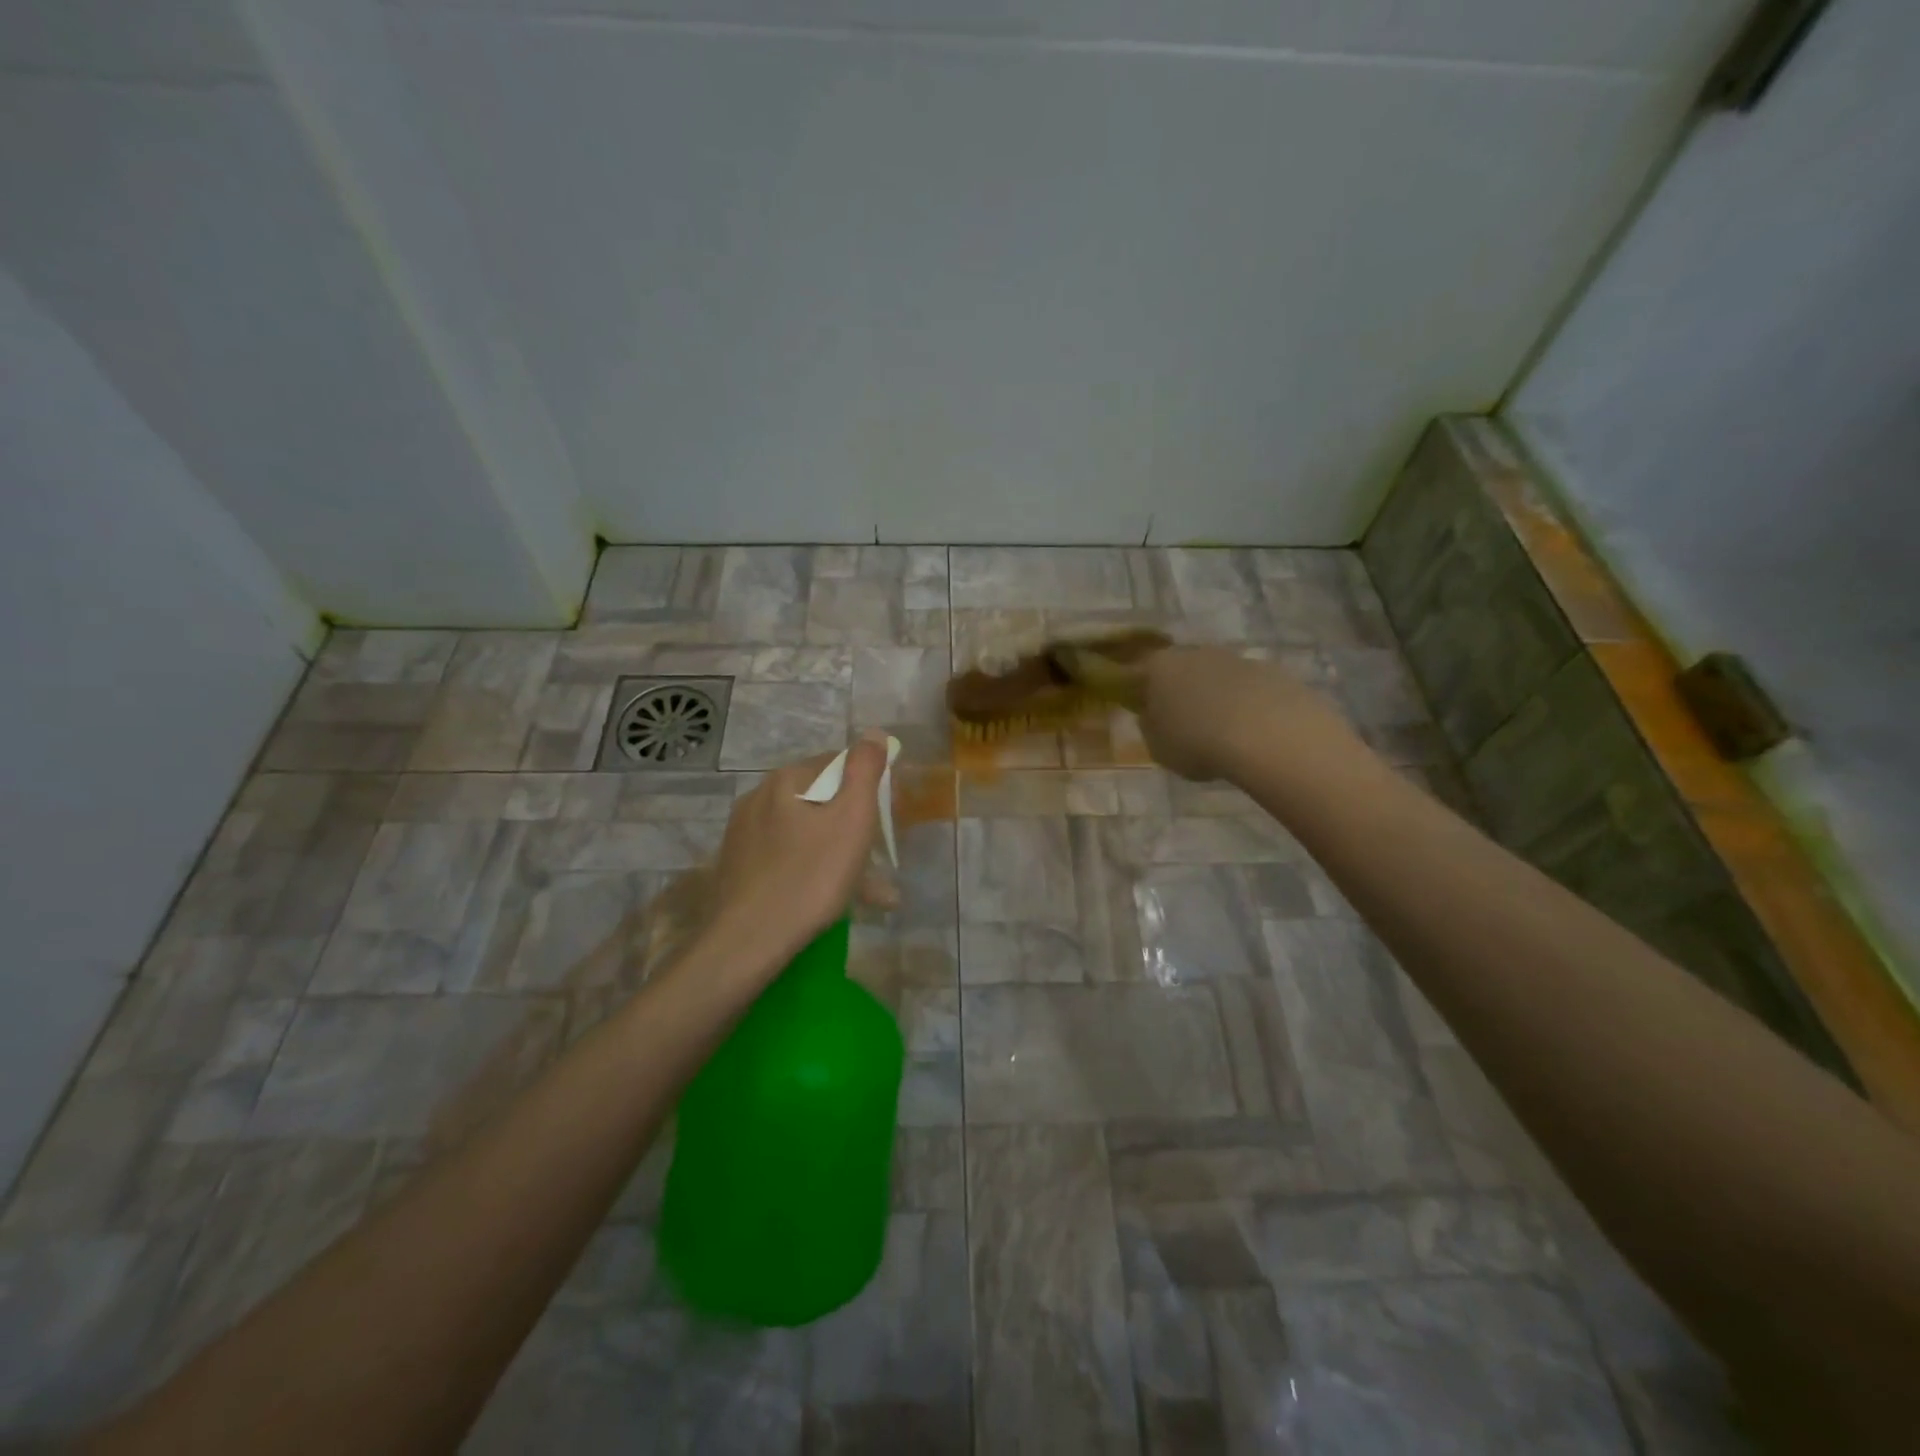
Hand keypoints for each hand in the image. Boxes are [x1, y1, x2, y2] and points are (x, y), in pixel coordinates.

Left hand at [703, 731, 889, 974]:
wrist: (748, 941)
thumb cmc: (810, 876)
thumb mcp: (852, 819)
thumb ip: (865, 770)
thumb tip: (874, 733)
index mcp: (786, 780)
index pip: (838, 764)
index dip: (868, 786)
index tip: (887, 818)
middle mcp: (759, 797)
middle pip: (820, 799)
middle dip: (854, 824)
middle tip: (879, 856)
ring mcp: (743, 834)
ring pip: (804, 833)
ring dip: (838, 852)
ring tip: (870, 891)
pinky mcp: (738, 867)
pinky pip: (786, 858)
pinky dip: (812, 870)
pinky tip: (830, 900)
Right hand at [1115, 645, 1354, 781]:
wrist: (1267, 734)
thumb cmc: (1198, 742)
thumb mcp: (1158, 748)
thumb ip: (1150, 728)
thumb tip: (1152, 716)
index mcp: (1160, 667)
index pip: (1143, 673)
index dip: (1145, 694)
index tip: (1151, 715)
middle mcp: (1195, 653)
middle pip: (1183, 670)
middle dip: (1184, 692)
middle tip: (1188, 723)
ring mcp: (1235, 658)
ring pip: (1218, 677)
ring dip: (1217, 697)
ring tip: (1224, 731)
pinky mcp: (1270, 670)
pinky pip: (1249, 688)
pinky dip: (1247, 703)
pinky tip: (1252, 730)